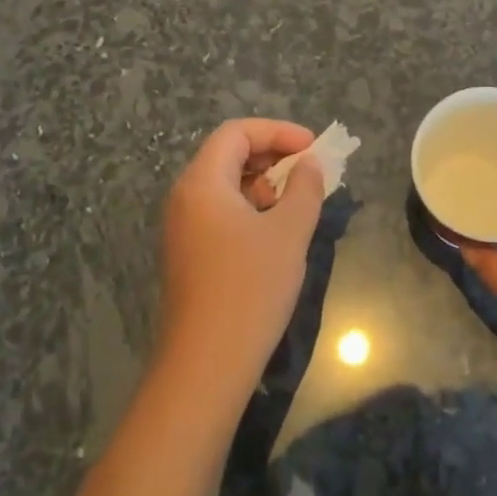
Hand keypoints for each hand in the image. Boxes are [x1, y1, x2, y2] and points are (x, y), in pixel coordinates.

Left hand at [157, 118, 326, 392]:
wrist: (206, 363)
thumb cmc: (250, 288)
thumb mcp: (289, 232)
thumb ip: (304, 188)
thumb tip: (309, 164)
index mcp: (202, 182)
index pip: (236, 132)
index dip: (278, 132)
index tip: (313, 148)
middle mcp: (185, 198)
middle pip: (228, 155)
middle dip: (273, 156)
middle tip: (310, 173)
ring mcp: (182, 228)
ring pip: (226, 186)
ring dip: (264, 184)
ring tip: (298, 204)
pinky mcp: (188, 254)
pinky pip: (220, 212)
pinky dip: (251, 209)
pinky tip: (276, 232)